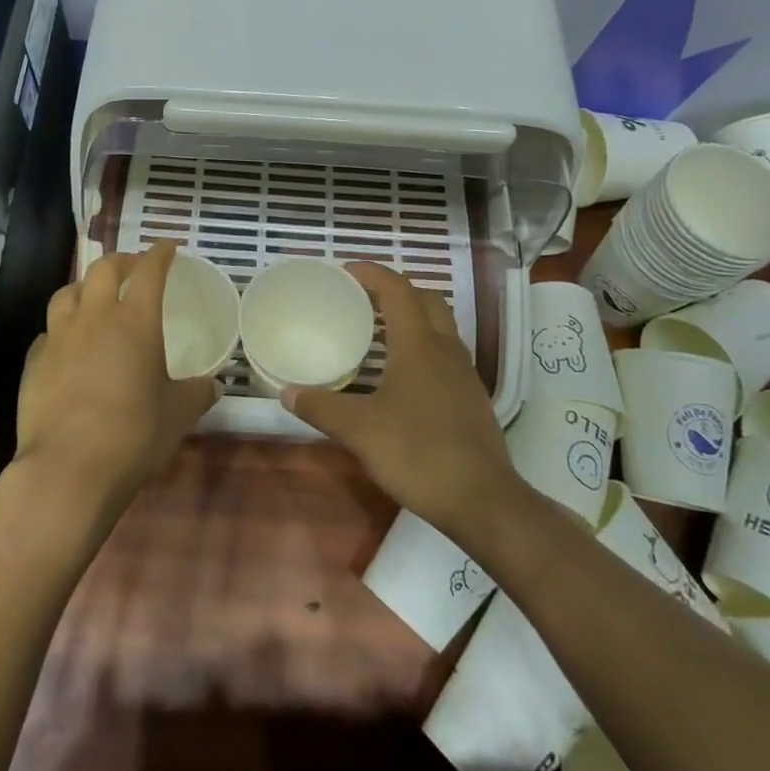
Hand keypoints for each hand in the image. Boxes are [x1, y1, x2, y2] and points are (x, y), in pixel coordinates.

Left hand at [13, 241, 218, 510]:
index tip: (168, 247)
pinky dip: (62, 329)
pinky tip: (68, 346)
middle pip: (103, 268)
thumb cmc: (134, 435)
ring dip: (84, 288)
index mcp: (135, 321)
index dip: (160, 254)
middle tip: (133, 268)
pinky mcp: (34, 363)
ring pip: (67, 292)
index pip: (149, 271)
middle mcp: (95, 318)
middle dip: (121, 261)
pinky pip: (48, 332)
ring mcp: (59, 338)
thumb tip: (212, 386)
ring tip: (94, 298)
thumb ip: (197, 393)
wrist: (68, 469)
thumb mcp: (178, 414)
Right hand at [277, 263, 515, 537]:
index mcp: (419, 345)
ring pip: (441, 326)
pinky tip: (404, 376)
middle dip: (396, 290)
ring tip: (380, 332)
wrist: (482, 500)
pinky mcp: (472, 397)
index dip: (373, 273)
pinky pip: (447, 353)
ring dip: (413, 316)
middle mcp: (446, 349)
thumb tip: (287, 392)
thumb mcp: (360, 431)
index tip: (347, 270)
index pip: (398, 290)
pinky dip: (424, 346)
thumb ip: (322, 407)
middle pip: (426, 299)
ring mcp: (464, 373)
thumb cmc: (418, 454)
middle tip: (364, 298)